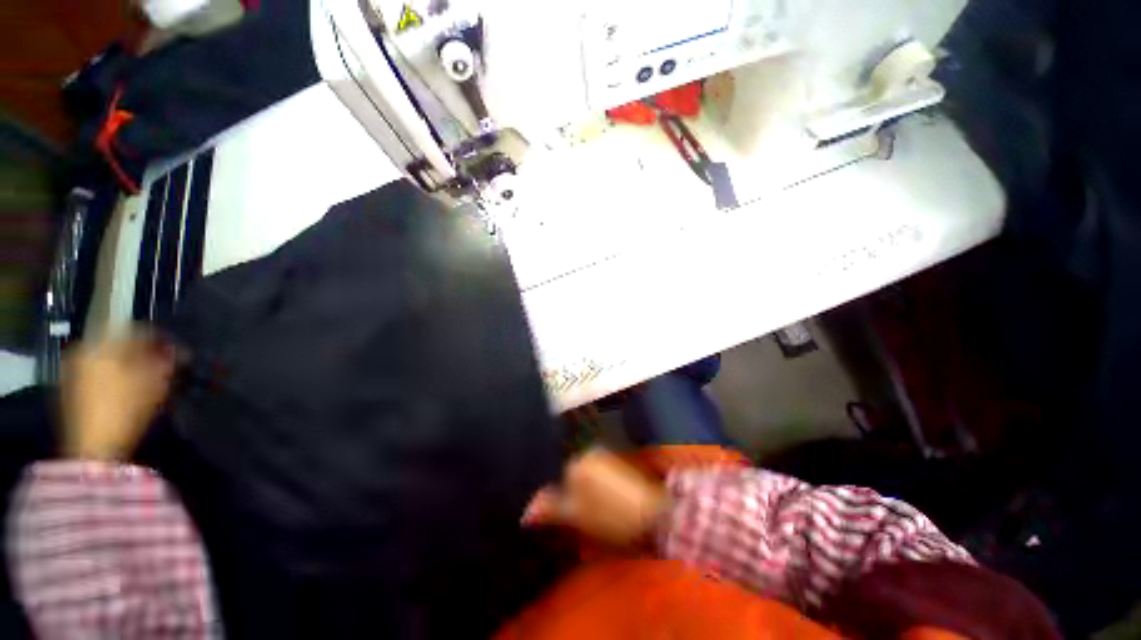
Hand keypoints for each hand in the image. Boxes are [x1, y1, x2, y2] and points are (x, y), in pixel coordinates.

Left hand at [60, 332, 175, 460]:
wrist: (92, 447)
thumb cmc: (125, 408)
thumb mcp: (155, 381)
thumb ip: (165, 359)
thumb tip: (174, 349)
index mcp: (102, 342)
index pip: (137, 329)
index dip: (162, 338)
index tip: (179, 350)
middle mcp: (84, 350)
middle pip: (120, 343)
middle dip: (143, 352)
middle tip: (164, 364)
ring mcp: (74, 370)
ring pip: (109, 359)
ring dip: (130, 365)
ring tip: (148, 378)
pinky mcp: (72, 390)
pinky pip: (99, 373)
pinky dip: (116, 377)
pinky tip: (129, 390)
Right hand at [523, 449, 669, 546]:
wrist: (654, 514)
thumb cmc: (611, 516)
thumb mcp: (576, 516)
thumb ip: (550, 509)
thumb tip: (525, 512)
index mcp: (576, 463)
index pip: (553, 477)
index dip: (552, 498)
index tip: (556, 514)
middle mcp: (587, 453)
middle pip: (567, 474)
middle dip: (566, 492)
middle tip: (573, 516)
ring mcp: (603, 456)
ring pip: (581, 475)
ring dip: (579, 491)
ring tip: (588, 512)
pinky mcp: (615, 463)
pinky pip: (594, 475)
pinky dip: (592, 488)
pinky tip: (600, 503)